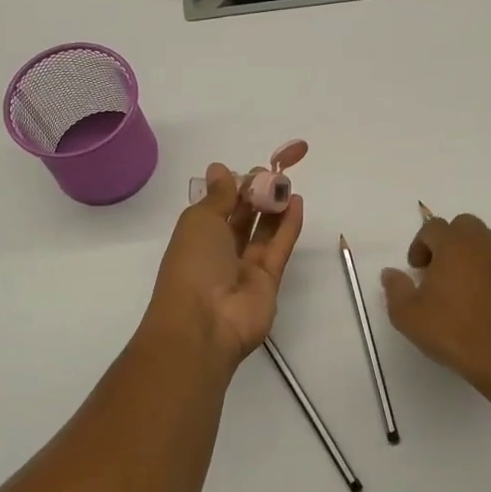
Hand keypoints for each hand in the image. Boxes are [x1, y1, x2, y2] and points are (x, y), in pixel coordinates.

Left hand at [140, 162, 304, 380]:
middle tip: (272, 173)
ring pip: (263, 232)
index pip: (218, 207)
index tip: (250, 170)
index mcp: (197, 236)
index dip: (233, 187)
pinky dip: (288, 226)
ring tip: (287, 184)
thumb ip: (218, 195)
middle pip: (242, 218)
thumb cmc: (193, 264)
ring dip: (274, 208)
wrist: (204, 323)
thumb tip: (219, 168)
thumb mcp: (200, 220)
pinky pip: (279, 248)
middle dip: (255, 195)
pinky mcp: (269, 281)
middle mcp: (220, 251)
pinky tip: (297, 203)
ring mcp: (245, 268)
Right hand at [381, 213, 490, 398]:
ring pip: (489, 245)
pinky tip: (486, 305)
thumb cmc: (453, 332)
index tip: (416, 269)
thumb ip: (395, 289)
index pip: (433, 227)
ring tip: (463, 288)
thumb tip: (391, 273)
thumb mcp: (408, 316)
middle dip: (450, 241)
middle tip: (439, 270)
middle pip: (465, 226)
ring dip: (473, 256)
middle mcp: (485, 246)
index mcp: (455, 245)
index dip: (420, 244)